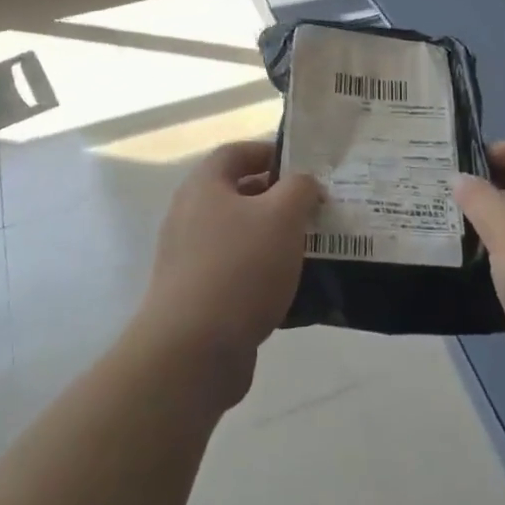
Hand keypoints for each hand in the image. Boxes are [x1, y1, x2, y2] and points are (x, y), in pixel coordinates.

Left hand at [133, 140, 322, 406]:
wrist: (192, 351)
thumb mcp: (282, 216)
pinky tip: (292, 292)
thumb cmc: (239, 268)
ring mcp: (189, 259)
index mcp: (204, 186)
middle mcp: (190, 216)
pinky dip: (262, 276)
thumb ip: (299, 189)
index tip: (304, 167)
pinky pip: (236, 273)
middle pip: (238, 195)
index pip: (236, 152)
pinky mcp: (196, 297)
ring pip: (240, 237)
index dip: (269, 152)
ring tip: (311, 250)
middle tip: (315, 210)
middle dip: (278, 199)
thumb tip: (303, 182)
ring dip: (273, 240)